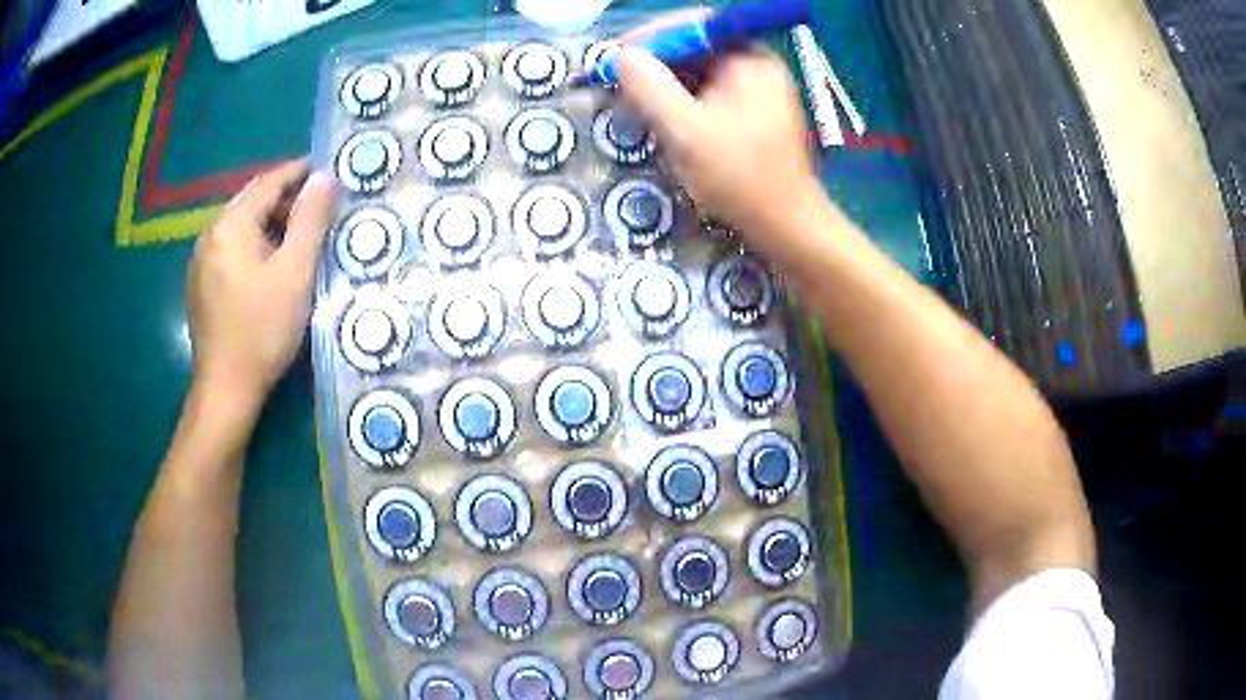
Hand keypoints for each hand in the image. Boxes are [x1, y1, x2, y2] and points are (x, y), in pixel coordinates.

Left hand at [186, 159, 336, 408]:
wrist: (225, 390)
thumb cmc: (262, 331)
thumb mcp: (294, 274)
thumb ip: (310, 220)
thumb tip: (324, 177)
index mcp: (230, 226)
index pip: (268, 182)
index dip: (299, 171)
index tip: (327, 169)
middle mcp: (209, 234)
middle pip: (251, 200)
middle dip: (284, 196)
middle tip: (318, 205)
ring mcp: (201, 261)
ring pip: (240, 225)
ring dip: (269, 221)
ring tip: (298, 234)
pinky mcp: (200, 284)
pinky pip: (230, 247)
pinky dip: (253, 242)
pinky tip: (268, 263)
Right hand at [616, 19, 820, 252]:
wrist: (787, 226)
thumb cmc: (740, 178)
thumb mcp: (686, 132)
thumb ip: (650, 88)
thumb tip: (620, 55)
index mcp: (749, 60)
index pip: (694, 26)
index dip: (651, 36)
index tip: (617, 57)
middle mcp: (757, 65)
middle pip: (696, 47)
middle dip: (655, 63)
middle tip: (619, 83)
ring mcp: (758, 88)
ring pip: (700, 71)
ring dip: (665, 84)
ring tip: (634, 104)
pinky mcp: (753, 110)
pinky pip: (710, 92)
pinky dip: (682, 101)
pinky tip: (663, 119)